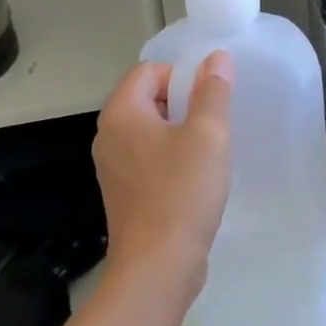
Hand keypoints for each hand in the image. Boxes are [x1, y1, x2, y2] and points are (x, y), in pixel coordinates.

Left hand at [93, 52, 233, 295]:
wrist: (158, 267)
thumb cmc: (182, 193)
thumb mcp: (208, 134)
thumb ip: (213, 91)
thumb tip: (216, 59)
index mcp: (121, 113)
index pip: (150, 71)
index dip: (183, 78)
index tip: (208, 105)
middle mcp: (108, 135)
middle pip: (148, 98)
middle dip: (184, 106)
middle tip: (213, 128)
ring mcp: (112, 167)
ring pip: (150, 131)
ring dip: (180, 135)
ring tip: (208, 155)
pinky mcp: (123, 194)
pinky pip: (148, 160)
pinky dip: (171, 161)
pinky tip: (194, 181)